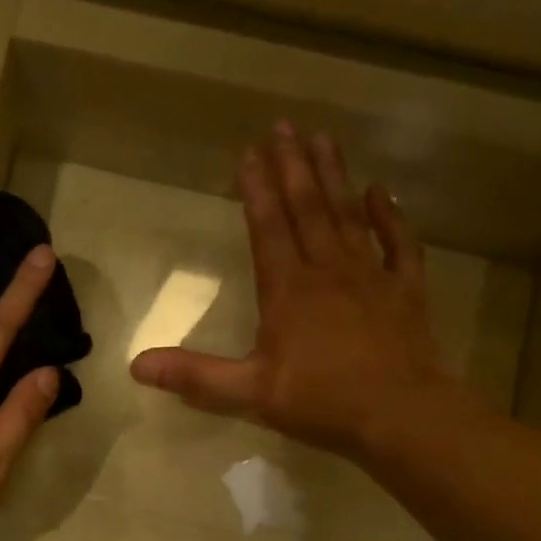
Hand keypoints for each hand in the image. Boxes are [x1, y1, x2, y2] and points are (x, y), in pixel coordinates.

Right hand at [129, 122, 456, 459]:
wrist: (401, 415)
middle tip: (284, 125)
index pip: (268, 228)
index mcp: (288, 290)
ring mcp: (370, 276)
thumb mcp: (248, 393)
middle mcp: (328, 270)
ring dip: (334, 176)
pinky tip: (380, 191)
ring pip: (349, 214)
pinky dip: (389, 215)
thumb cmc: (321, 401)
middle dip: (293, 166)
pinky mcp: (405, 290)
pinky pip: (399, 243)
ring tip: (323, 139)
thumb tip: (135, 366)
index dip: (256, 189)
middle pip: (308, 208)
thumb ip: (194, 375)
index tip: (248, 151)